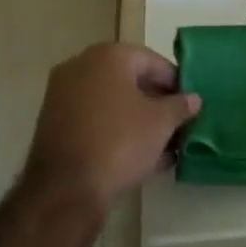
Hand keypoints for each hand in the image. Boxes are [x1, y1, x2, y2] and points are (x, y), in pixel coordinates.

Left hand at [22, 44, 200, 214]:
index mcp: (109, 55)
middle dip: (155, 103)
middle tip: (176, 125)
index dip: (175, 83)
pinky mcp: (52, 124)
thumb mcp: (161, 123)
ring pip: (111, 102)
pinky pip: (94, 120)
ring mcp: (63, 95)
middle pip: (130, 80)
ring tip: (162, 147)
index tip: (189, 104)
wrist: (64, 191)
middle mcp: (81, 66)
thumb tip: (193, 99)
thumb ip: (180, 106)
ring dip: (137, 120)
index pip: (153, 61)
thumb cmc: (119, 142)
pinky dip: (115, 131)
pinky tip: (137, 157)